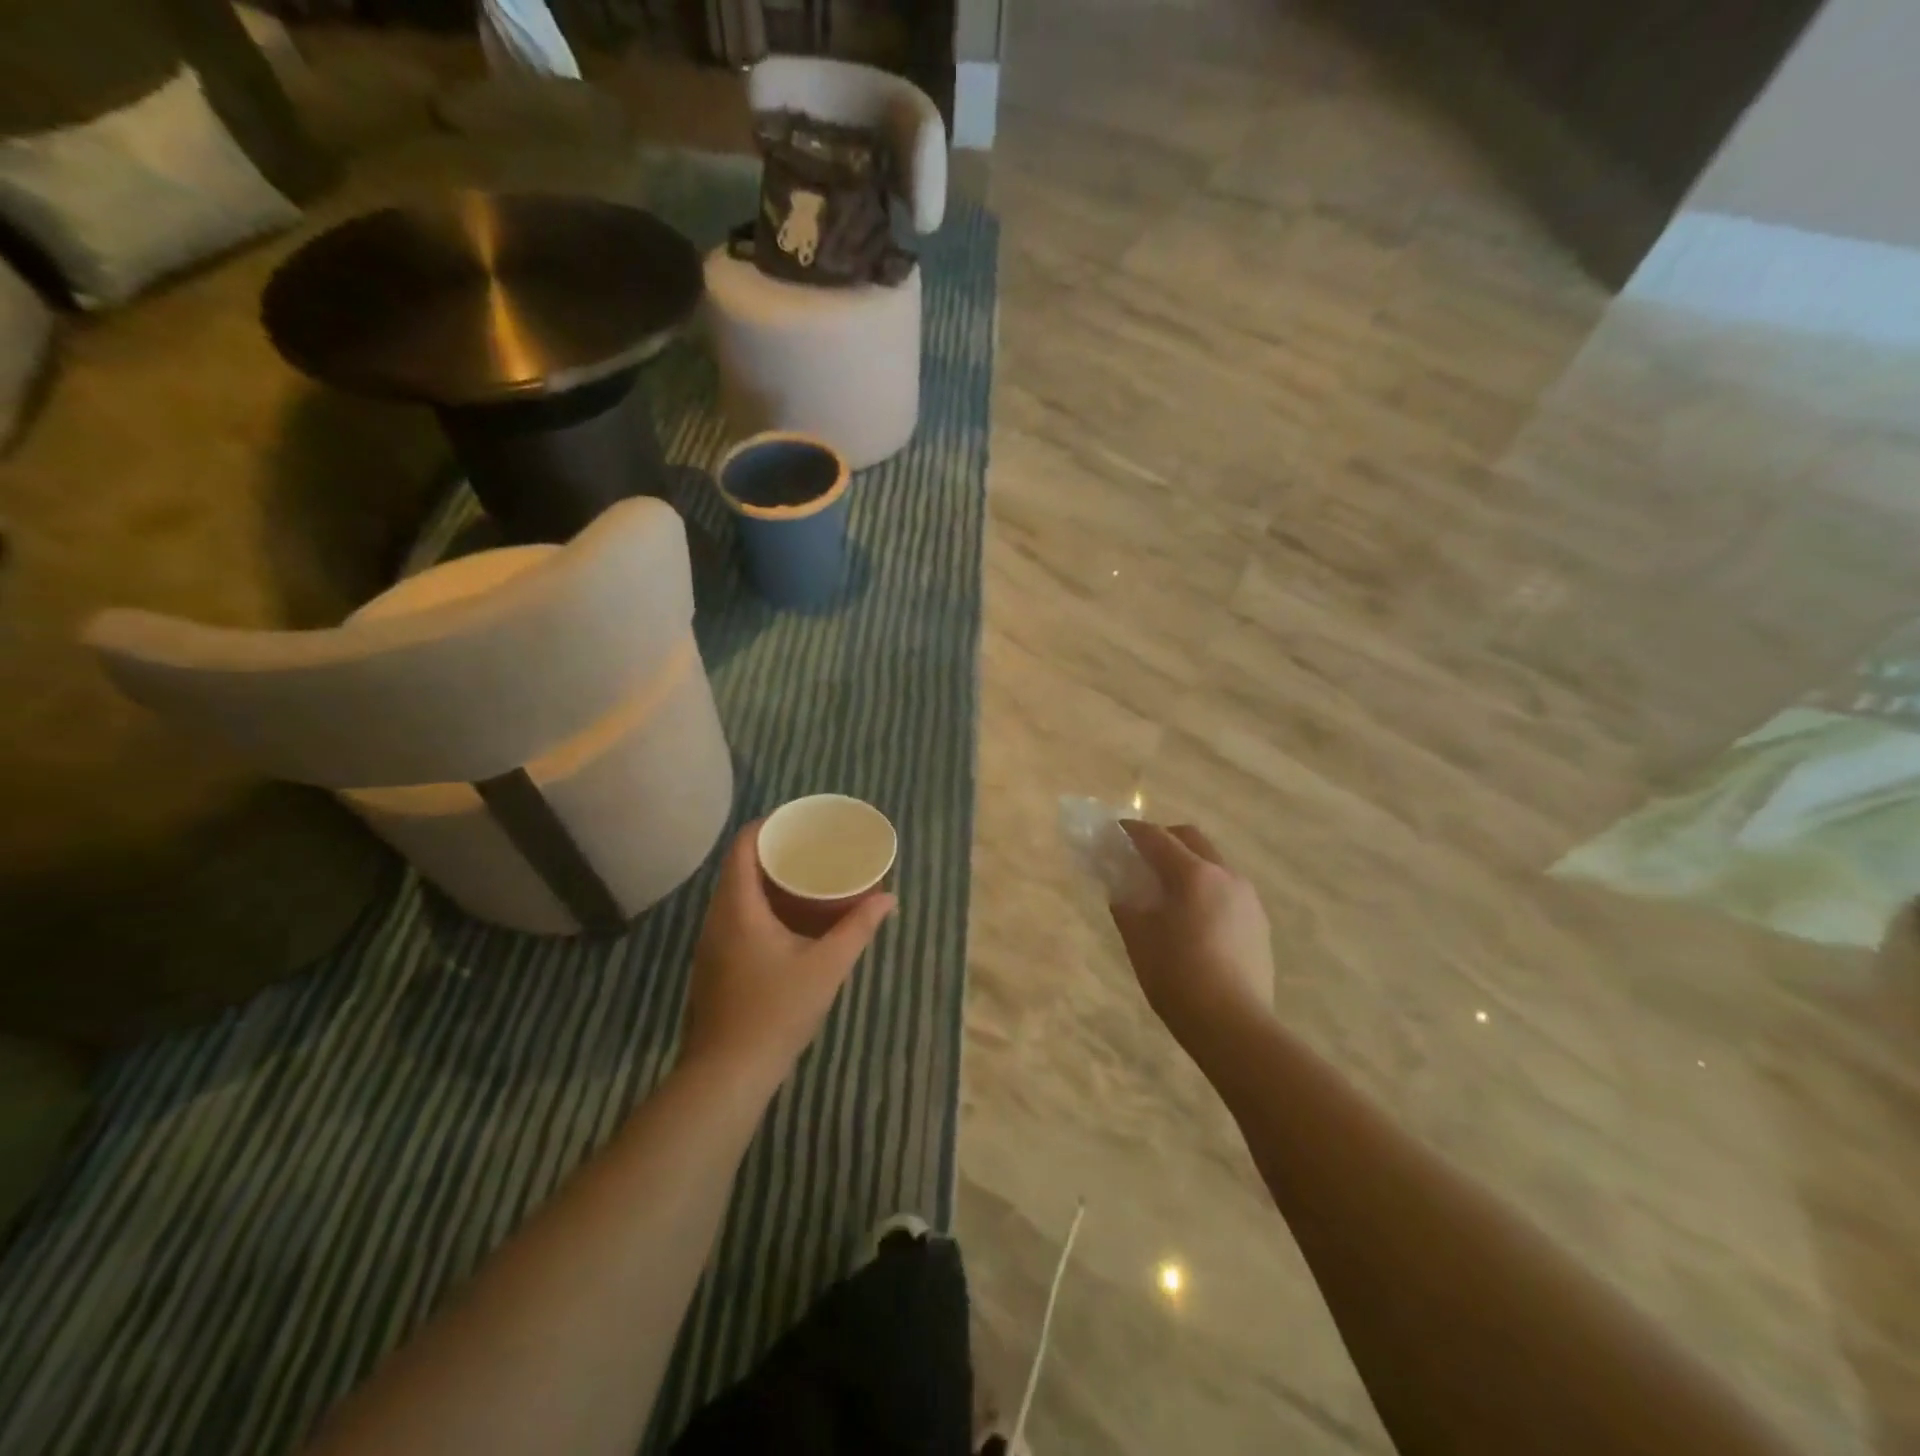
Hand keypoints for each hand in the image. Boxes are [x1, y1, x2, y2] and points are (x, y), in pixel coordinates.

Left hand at [681, 821, 895, 1094]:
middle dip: (773, 851)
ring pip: (735, 894)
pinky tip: (786, 919)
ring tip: (803, 876)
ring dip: (765, 879)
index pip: (743, 846)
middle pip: (738, 866)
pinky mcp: (714, 965)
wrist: (727, 1075)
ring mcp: (711, 943)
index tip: (799, 820)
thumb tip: (888, 898)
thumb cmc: (776, 1012)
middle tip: (811, 846)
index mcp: (738, 907)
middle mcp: (717, 918)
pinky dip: (759, 904)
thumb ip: (858, 928)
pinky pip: (734, 916)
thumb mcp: (827, 966)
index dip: (768, 825)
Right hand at [1111, 821, 1273, 1041]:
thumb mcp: (1138, 938)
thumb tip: (1122, 889)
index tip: (1115, 830)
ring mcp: (1248, 898)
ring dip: (1188, 864)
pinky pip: (1227, 890)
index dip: (1132, 831)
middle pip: (1191, 839)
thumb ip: (1126, 904)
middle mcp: (1225, 875)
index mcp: (1193, 874)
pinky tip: (1193, 917)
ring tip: (1167, 890)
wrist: (1233, 1024)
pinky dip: (1205, 889)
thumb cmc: (1176, 976)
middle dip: (1164, 839)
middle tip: (1141, 855)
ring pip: (1213, 864)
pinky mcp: (1259, 922)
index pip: (1157, 838)